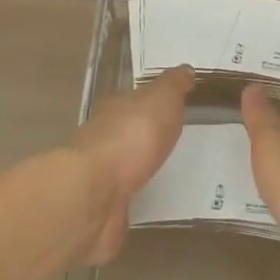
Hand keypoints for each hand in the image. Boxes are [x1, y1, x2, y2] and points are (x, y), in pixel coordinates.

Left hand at [69, 65, 192, 264]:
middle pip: (129, 133)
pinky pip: (127, 201)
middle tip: (179, 141)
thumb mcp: (161, 98)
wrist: (95, 193)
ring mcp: (102, 177)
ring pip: (127, 168)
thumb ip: (173, 85)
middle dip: (149, 137)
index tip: (174, 108)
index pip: (135, 101)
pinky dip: (138, 201)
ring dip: (143, 170)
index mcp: (116, 109)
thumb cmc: (132, 136)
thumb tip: (185, 69)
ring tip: (175, 174)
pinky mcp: (105, 210)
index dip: (154, 102)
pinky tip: (157, 204)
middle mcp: (104, 139)